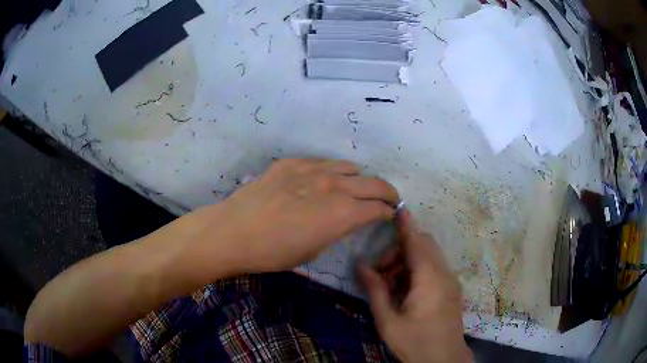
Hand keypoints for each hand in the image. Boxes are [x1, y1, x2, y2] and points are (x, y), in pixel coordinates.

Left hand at [202, 159, 399, 272]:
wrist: (234, 231)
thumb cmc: (273, 252)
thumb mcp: (312, 250)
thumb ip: (334, 230)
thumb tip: (343, 220)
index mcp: (342, 213)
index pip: (377, 208)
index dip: (388, 212)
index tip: (390, 214)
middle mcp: (333, 186)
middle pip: (373, 183)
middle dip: (387, 192)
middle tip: (389, 198)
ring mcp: (311, 170)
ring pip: (348, 167)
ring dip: (359, 178)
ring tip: (357, 186)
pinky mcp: (291, 163)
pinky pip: (321, 162)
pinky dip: (332, 170)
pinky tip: (324, 179)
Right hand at [359, 210, 471, 362]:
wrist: (443, 361)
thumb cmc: (414, 342)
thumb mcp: (388, 320)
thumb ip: (376, 290)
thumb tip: (361, 265)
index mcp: (429, 279)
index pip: (416, 242)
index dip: (406, 225)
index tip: (397, 209)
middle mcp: (444, 274)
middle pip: (424, 245)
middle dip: (401, 249)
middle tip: (381, 271)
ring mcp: (451, 282)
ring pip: (429, 257)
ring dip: (409, 261)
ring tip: (390, 285)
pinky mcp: (452, 290)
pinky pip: (434, 269)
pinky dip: (418, 271)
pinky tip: (405, 291)